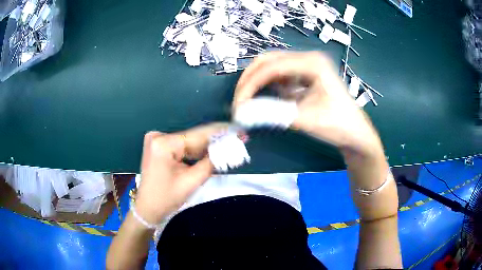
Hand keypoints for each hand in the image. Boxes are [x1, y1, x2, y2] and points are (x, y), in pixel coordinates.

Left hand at [134, 123, 229, 224]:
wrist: (147, 208)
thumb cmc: (166, 198)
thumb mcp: (192, 181)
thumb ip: (211, 162)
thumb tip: (228, 148)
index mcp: (164, 144)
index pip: (198, 136)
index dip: (221, 133)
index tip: (239, 131)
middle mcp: (159, 136)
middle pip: (194, 138)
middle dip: (216, 140)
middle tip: (238, 139)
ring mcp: (157, 140)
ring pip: (189, 142)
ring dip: (208, 146)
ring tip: (229, 145)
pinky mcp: (159, 146)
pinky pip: (183, 147)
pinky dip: (196, 151)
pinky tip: (212, 151)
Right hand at [233, 51, 382, 156]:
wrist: (355, 133)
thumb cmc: (338, 125)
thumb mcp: (305, 119)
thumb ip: (272, 113)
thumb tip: (241, 113)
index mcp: (313, 63)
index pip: (271, 67)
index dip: (250, 85)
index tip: (238, 105)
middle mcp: (308, 58)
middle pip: (268, 61)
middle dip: (249, 80)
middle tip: (238, 101)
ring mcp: (306, 65)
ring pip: (271, 66)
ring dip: (257, 82)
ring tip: (247, 102)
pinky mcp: (304, 75)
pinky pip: (279, 76)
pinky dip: (268, 87)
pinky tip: (266, 99)